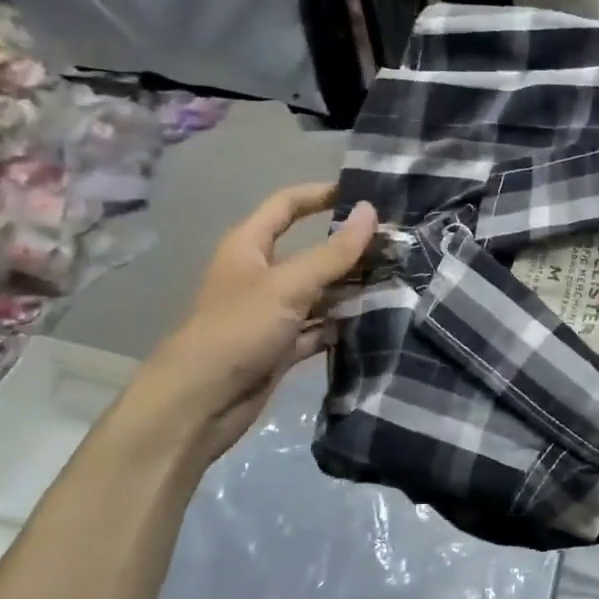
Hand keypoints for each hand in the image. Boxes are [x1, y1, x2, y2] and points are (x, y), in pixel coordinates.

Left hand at [140, 183, 376, 466]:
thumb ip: (333, 251)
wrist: (200, 405)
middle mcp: (261, 274)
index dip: (321, 195)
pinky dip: (342, 324)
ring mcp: (272, 313)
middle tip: (397, 243)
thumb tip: (370, 211)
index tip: (364, 194)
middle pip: (310, 250)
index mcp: (250, 247)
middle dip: (349, 247)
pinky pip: (319, 327)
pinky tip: (376, 319)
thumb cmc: (238, 330)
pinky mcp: (282, 346)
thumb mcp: (289, 285)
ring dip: (351, 288)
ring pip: (319, 291)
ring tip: (398, 278)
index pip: (287, 206)